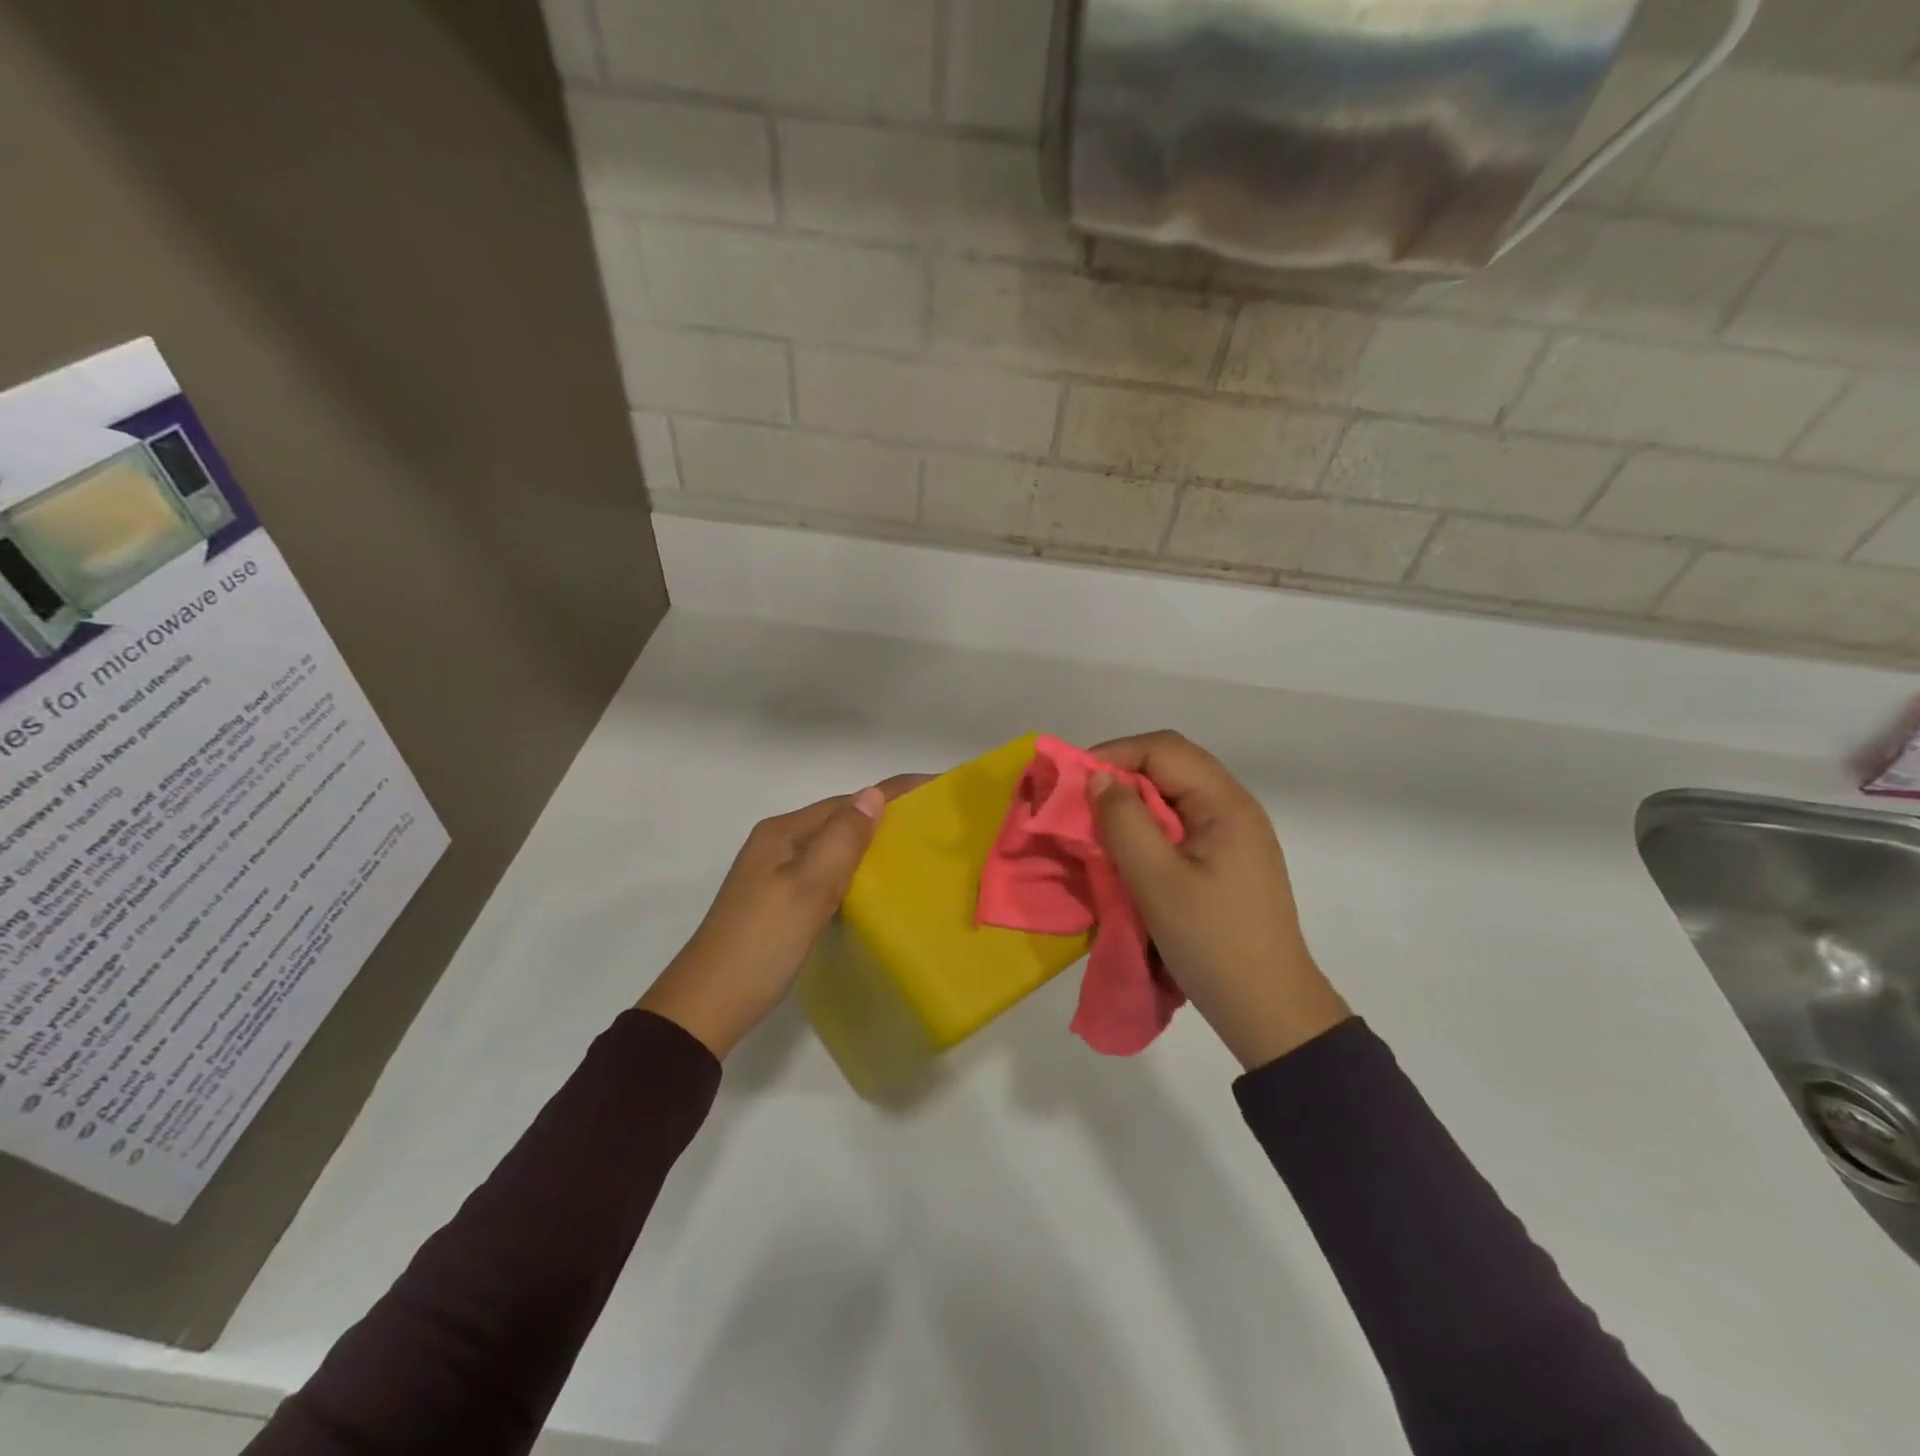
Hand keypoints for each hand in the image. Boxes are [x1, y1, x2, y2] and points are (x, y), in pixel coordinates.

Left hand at [639, 776, 928, 1057]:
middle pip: (840, 821)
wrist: (708, 1007)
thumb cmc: (761, 943)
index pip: (846, 802)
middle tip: (935, 825)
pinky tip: (877, 889)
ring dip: (871, 847)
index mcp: (782, 833)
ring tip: (916, 853)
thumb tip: (874, 794)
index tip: (936, 786)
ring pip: (834, 850)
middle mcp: (778, 846)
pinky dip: (855, 875)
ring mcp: (776, 876)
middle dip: (884, 818)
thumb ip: (841, 840)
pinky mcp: (781, 904)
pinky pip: (827, 876)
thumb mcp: (806, 887)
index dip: (891, 793)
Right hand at [1087, 731, 1349, 1070]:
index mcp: (1226, 803)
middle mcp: (1234, 807)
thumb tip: (1099, 778)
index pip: (1164, 749)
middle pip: (1171, 765)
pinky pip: (1180, 823)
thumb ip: (1124, 822)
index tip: (1073, 783)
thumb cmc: (1212, 942)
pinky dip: (1147, 826)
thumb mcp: (1157, 881)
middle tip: (1080, 803)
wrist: (1268, 1009)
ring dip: (1132, 802)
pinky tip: (1128, 850)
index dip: (1114, 755)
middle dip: (1121, 774)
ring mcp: (1233, 834)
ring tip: (1098, 825)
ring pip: (1174, 794)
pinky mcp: (1226, 859)